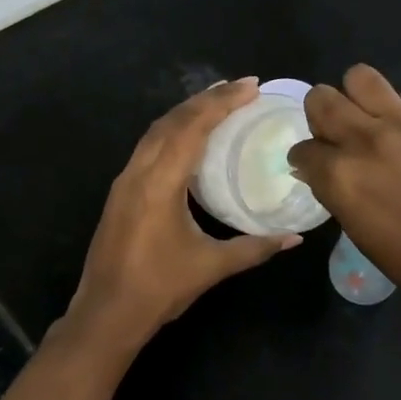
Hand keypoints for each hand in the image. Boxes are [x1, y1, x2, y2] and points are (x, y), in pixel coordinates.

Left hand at [62, 78, 299, 352]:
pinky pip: (148, 145)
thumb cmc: (159, 289)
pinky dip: (172, 130)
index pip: (193, 128)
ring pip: (156, 130)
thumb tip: (294, 238)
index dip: (223, 103)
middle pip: (173, 120)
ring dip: (187, 111)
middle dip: (208, 99)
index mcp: (160, 183)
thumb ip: (255, 247)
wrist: (105, 313)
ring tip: (218, 101)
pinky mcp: (120, 192)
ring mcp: (125, 180)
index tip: (252, 86)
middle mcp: (139, 171)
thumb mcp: (212, 266)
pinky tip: (189, 137)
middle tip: (242, 87)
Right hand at [289, 65, 400, 308]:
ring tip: (370, 114)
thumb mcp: (354, 226)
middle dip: (320, 114)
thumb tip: (316, 165)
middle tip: (337, 130)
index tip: (316, 163)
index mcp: (339, 175)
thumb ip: (331, 187)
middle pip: (321, 98)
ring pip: (360, 77)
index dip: (307, 157)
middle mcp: (365, 140)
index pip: (303, 148)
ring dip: (356, 95)